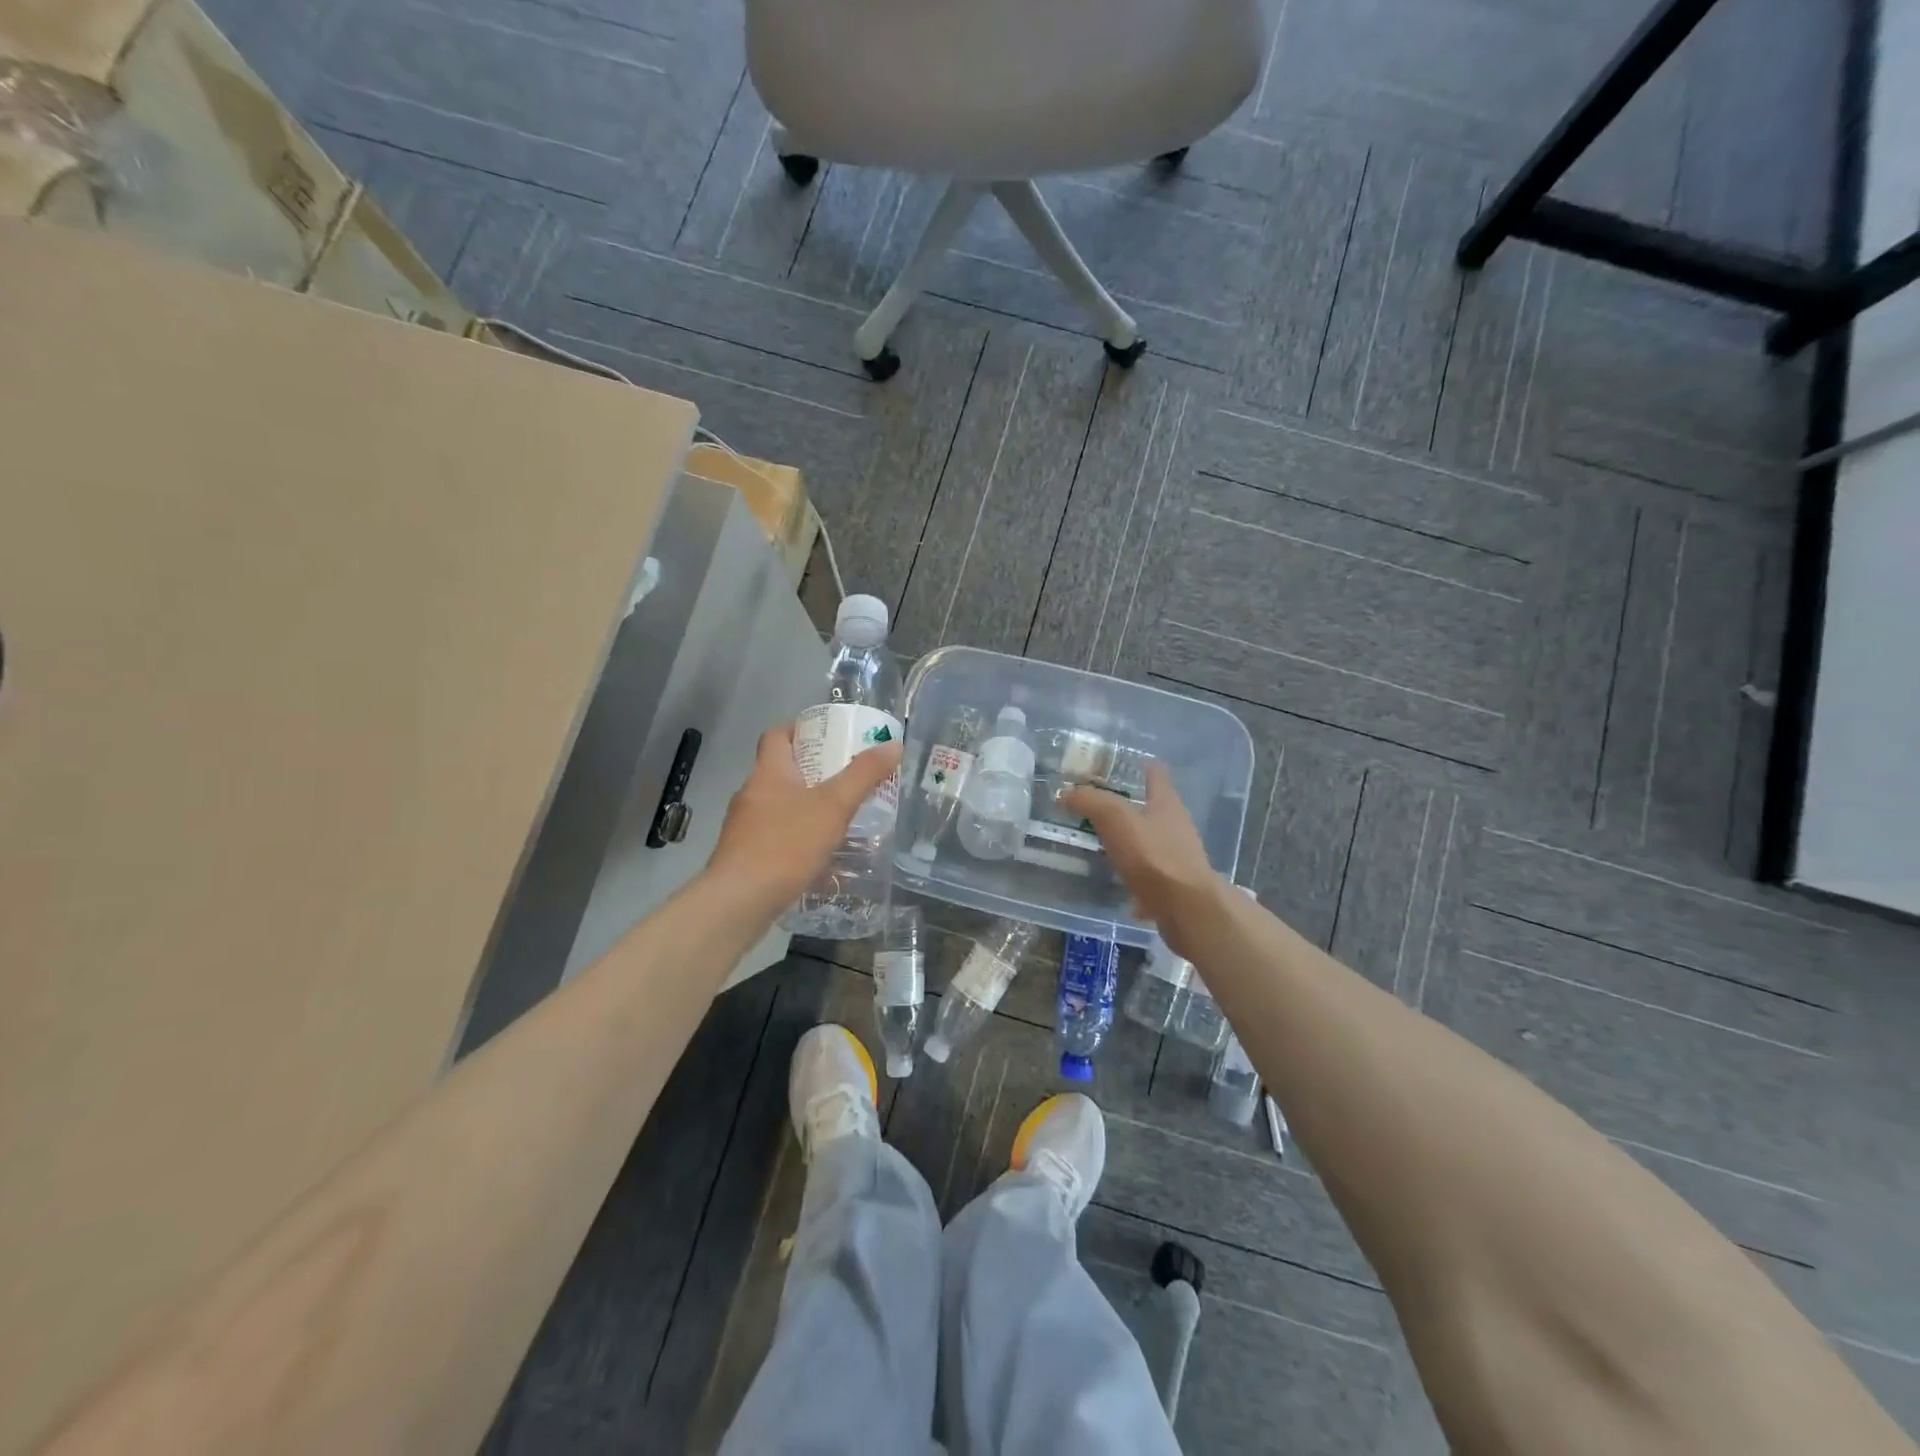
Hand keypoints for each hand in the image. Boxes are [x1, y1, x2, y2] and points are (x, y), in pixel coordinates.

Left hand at [705, 722, 903, 916]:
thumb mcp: (833, 806)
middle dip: (813, 773)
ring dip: (806, 809)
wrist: (738, 901)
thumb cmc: (786, 844)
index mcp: (768, 773)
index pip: (777, 736)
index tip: (828, 737)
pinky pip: (775, 838)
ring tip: (839, 819)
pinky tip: (820, 857)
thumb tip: (893, 745)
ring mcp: (744, 828)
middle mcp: (751, 794)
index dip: (800, 730)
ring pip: (779, 807)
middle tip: (847, 779)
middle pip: (781, 772)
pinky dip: (797, 840)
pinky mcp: (745, 857)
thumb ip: (864, 775)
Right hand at [1060, 762, 1226, 956]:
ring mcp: (1178, 857)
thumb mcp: (1115, 819)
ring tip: (1104, 844)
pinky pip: (1150, 874)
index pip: (1157, 774)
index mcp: (1166, 803)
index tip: (1126, 763)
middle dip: (1131, 805)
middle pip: (1154, 808)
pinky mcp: (1175, 885)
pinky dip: (1135, 876)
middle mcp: (1177, 826)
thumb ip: (1090, 801)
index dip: (1143, 766)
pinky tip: (1118, 883)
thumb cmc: (1153, 855)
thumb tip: (1066, 793)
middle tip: (1100, 806)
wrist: (1186, 908)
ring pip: (1151, 841)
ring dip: (1132, 841)